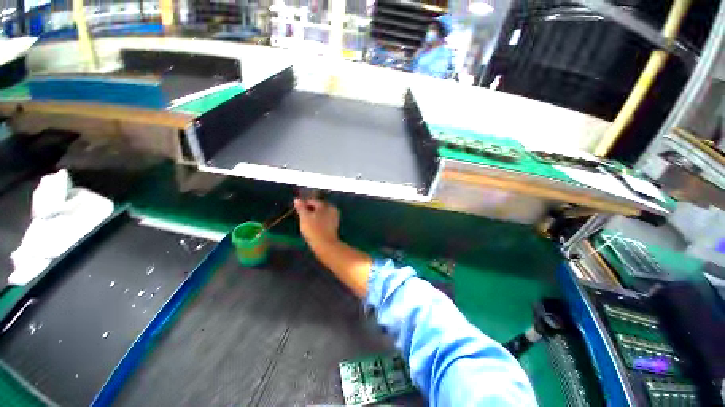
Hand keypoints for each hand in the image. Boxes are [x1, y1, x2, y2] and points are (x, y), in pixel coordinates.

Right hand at [294, 198, 339, 245]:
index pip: (312, 201)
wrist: (326, 245)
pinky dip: (319, 221)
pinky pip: (325, 220)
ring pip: (322, 213)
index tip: (297, 211)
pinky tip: (314, 227)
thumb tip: (297, 199)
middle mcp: (332, 209)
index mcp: (325, 205)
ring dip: (314, 216)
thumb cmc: (314, 229)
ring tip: (306, 222)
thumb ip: (301, 207)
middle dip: (310, 210)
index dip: (303, 205)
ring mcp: (335, 217)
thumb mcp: (305, 217)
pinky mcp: (334, 225)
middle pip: (318, 207)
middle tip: (302, 217)